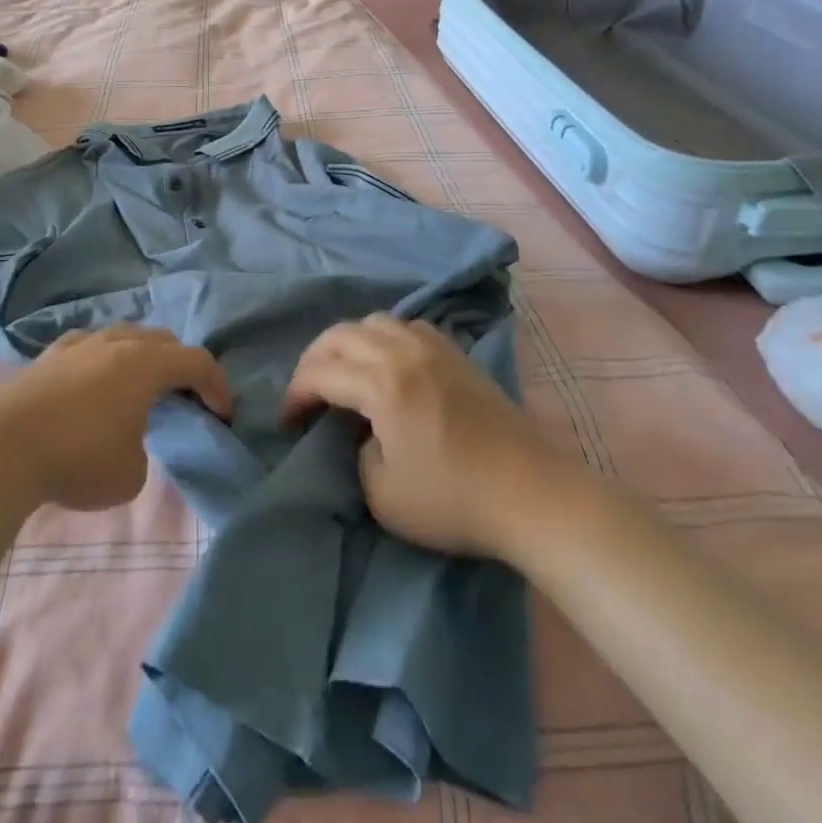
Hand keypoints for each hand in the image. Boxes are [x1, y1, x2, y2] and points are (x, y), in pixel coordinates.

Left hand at [0, 325, 230, 511]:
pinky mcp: (48, 355)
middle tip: (185, 398)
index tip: (223, 414)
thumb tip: (127, 438)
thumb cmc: (77, 459)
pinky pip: (90, 345)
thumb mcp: (131, 474)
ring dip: (142, 358)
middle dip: (181, 366)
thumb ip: (144, 449)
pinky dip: (105, 359)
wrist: (0, 449)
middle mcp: (116, 343)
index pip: (196, 361)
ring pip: (124, 336)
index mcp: (145, 364)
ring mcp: (79, 344)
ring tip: (140, 388)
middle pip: (162, 340)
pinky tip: (95, 381)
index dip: (217, 386)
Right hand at [281, 314, 549, 559]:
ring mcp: (435, 348)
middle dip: (314, 359)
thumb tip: (363, 432)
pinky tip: (388, 363)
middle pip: (341, 334)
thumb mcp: (382, 494)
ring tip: (344, 372)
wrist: (533, 495)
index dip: (296, 394)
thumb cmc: (455, 501)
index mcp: (382, 384)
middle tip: (307, 391)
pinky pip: (408, 327)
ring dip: (349, 342)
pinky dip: (385, 337)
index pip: (322, 373)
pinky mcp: (458, 356)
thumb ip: (357, 453)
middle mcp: (404, 352)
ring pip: (375, 321)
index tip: (288, 420)